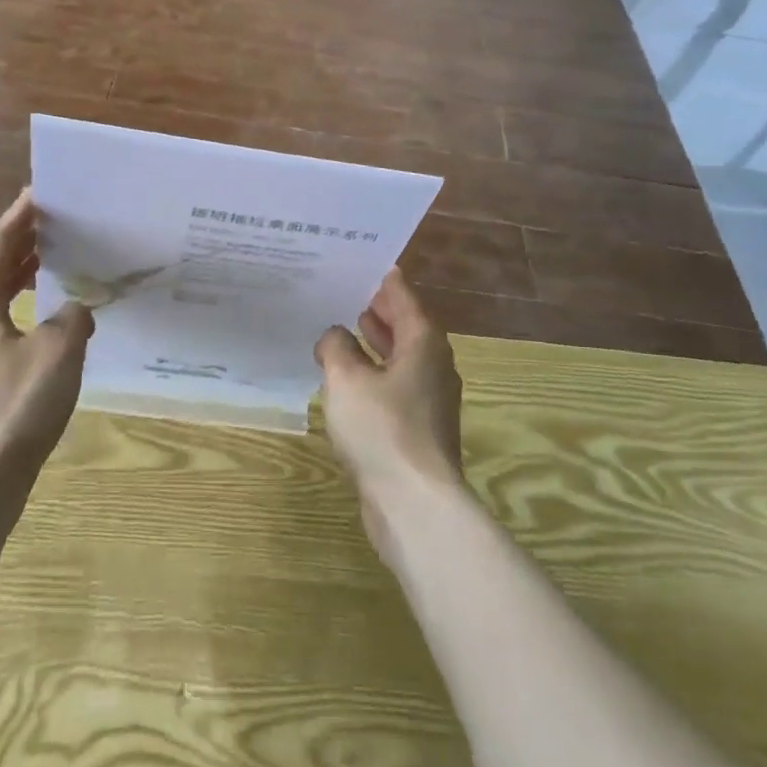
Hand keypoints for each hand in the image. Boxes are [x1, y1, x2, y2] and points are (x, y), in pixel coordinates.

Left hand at [0, 189, 94, 516]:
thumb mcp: (58, 354)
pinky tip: (41, 333)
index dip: (16, 218)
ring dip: (16, 282)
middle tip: (51, 228)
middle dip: (18, 248)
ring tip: (49, 270)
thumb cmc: (13, 409)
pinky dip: (15, 317)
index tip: (39, 194)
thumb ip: (73, 320)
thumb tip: (77, 310)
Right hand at [315, 268, 462, 551]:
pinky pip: (393, 385)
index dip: (380, 279)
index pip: (402, 296)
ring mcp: (428, 398)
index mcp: (423, 342)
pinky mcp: (418, 427)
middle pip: (404, 325)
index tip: (358, 263)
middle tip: (342, 291)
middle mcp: (432, 364)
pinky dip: (373, 373)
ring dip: (373, 343)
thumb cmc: (381, 429)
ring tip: (341, 328)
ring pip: (399, 357)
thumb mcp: (346, 378)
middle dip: (375, 309)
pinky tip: (346, 380)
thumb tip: (334, 336)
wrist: (414, 503)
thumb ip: (336, 347)